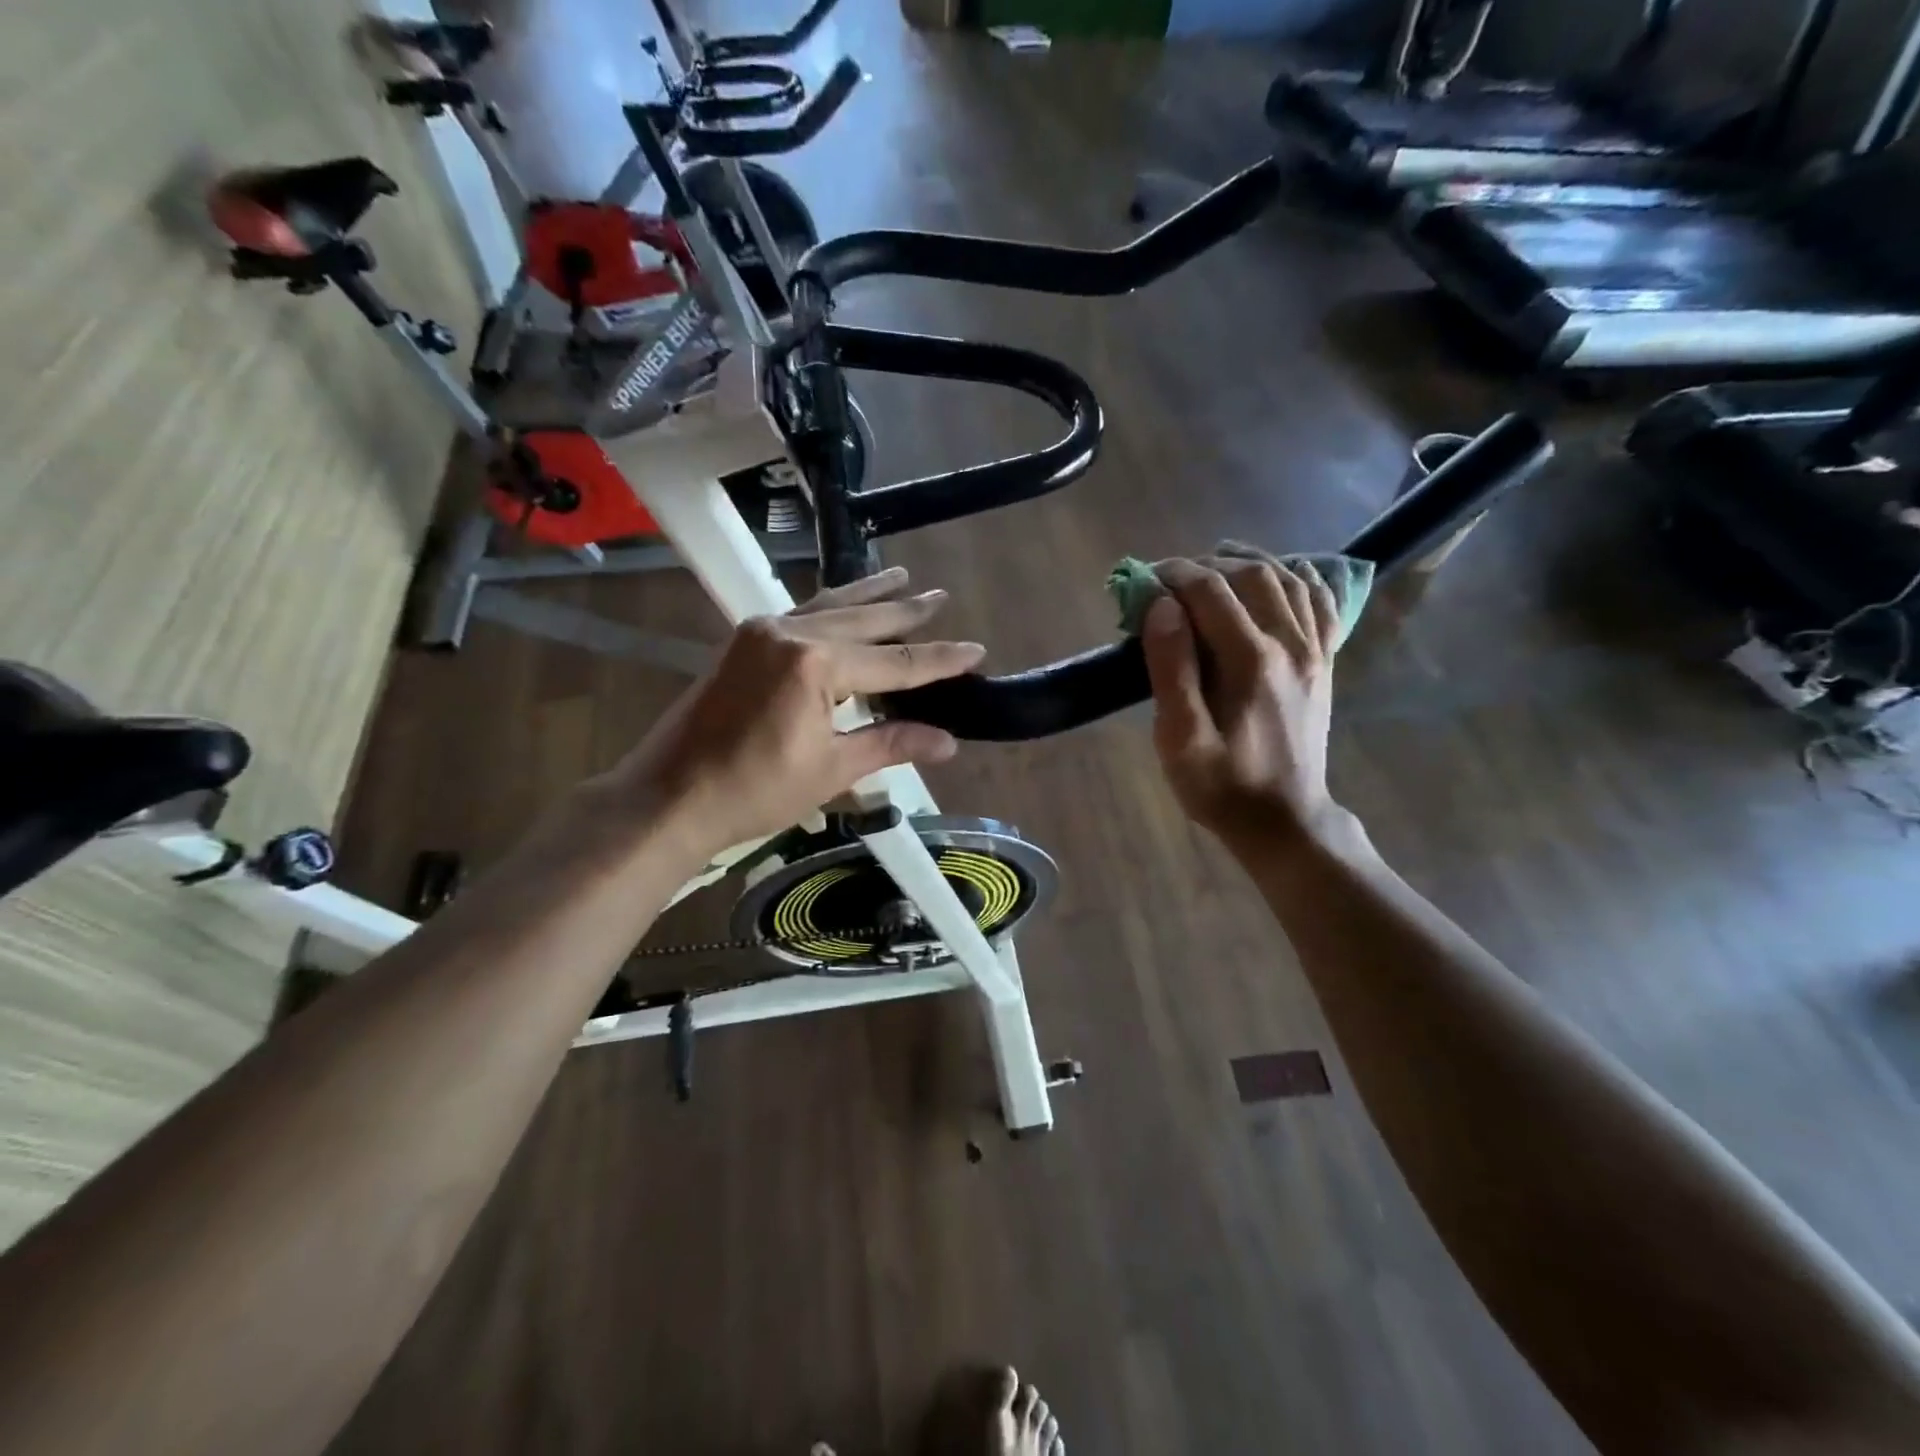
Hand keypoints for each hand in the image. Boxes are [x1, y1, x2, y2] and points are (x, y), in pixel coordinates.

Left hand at [598, 568, 983, 862]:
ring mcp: (762, 632)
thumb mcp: (832, 769)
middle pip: (863, 620)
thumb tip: (948, 741)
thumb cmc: (755, 791)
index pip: (894, 662)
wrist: (669, 796)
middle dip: (906, 612)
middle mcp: (790, 633)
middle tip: (941, 596)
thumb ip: (891, 744)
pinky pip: (801, 614)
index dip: (938, 660)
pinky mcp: (745, 642)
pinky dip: (831, 607)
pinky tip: (844, 602)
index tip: (976, 651)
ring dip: (868, 596)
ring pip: (830, 607)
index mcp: (815, 664)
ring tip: (902, 577)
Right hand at [1141, 554, 1342, 848]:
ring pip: (1287, 580)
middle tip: (1170, 578)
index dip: (1173, 575)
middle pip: (1251, 575)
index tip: (1143, 579)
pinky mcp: (1323, 663)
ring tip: (1214, 564)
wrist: (1284, 821)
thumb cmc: (1221, 787)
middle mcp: (1289, 644)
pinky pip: (1320, 603)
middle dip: (1206, 565)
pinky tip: (1280, 575)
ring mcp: (1313, 651)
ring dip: (1249, 562)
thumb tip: (1163, 607)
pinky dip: (1299, 578)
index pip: (1210, 591)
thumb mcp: (1180, 739)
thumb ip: (1170, 669)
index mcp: (1251, 661)